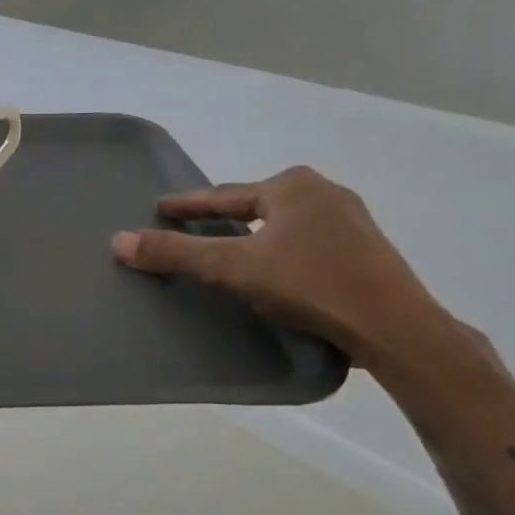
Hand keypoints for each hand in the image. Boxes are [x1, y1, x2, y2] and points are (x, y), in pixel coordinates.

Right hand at [111, 166, 450, 363]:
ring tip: (233, 252)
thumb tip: (118, 241)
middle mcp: (324, 192)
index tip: (160, 208)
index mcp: (291, 186)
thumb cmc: (310, 285)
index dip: (187, 205)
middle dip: (225, 217)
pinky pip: (309, 242)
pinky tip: (278, 272)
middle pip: (255, 205)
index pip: (222, 195)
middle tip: (195, 230)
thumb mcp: (233, 268)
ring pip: (284, 224)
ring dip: (256, 235)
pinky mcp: (368, 250)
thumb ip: (176, 253)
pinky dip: (284, 251)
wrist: (396, 328)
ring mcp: (352, 220)